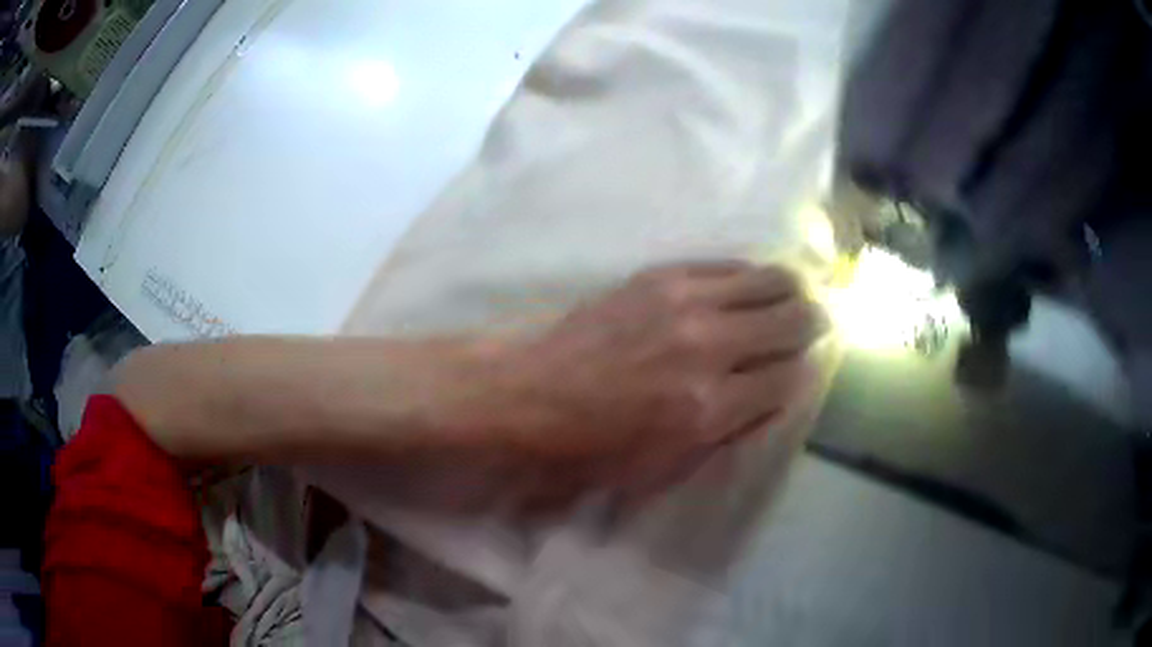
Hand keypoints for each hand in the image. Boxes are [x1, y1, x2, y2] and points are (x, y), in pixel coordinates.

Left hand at [498, 261, 826, 500]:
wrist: (524, 393)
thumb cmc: (588, 447)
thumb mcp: (663, 466)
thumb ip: (728, 431)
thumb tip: (772, 397)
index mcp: (708, 408)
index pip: (790, 378)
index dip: (804, 373)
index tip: (804, 368)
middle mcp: (709, 347)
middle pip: (794, 320)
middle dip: (813, 324)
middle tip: (814, 326)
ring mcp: (685, 301)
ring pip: (770, 279)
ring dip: (791, 290)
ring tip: (794, 297)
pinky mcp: (661, 274)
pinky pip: (728, 264)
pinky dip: (751, 274)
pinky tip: (751, 283)